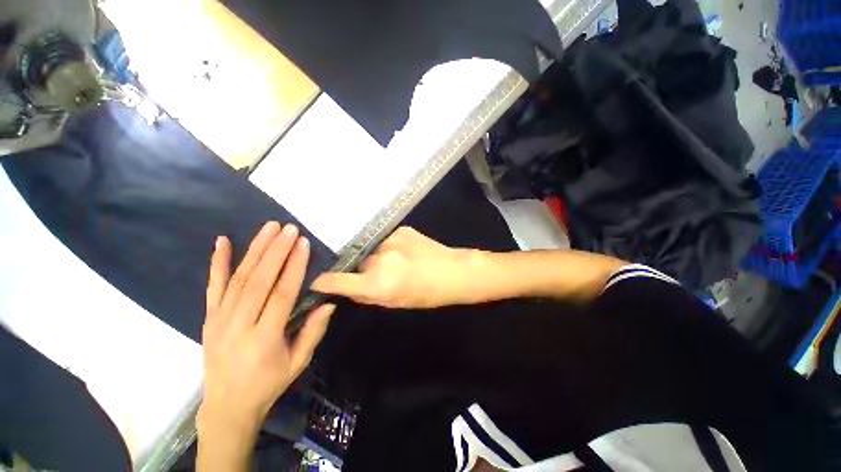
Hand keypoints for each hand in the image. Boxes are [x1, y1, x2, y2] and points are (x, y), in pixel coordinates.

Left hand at [198, 222, 333, 457]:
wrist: (226, 407)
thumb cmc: (268, 384)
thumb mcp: (298, 362)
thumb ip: (313, 332)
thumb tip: (329, 302)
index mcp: (264, 338)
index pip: (281, 294)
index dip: (294, 267)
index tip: (303, 244)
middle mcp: (239, 325)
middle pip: (259, 281)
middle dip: (276, 251)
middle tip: (288, 228)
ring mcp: (220, 320)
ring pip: (238, 279)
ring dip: (255, 250)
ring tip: (268, 228)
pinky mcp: (209, 318)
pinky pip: (213, 287)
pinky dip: (218, 263)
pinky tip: (222, 242)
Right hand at [311, 226, 474, 308]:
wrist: (454, 272)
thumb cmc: (427, 295)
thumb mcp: (396, 303)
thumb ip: (369, 295)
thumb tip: (349, 287)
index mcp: (378, 284)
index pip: (338, 280)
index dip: (324, 281)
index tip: (316, 279)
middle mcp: (379, 259)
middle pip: (358, 262)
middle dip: (362, 269)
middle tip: (378, 274)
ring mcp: (390, 240)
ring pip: (373, 250)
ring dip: (377, 256)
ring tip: (395, 261)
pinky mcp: (401, 229)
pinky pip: (386, 240)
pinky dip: (390, 247)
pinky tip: (404, 251)